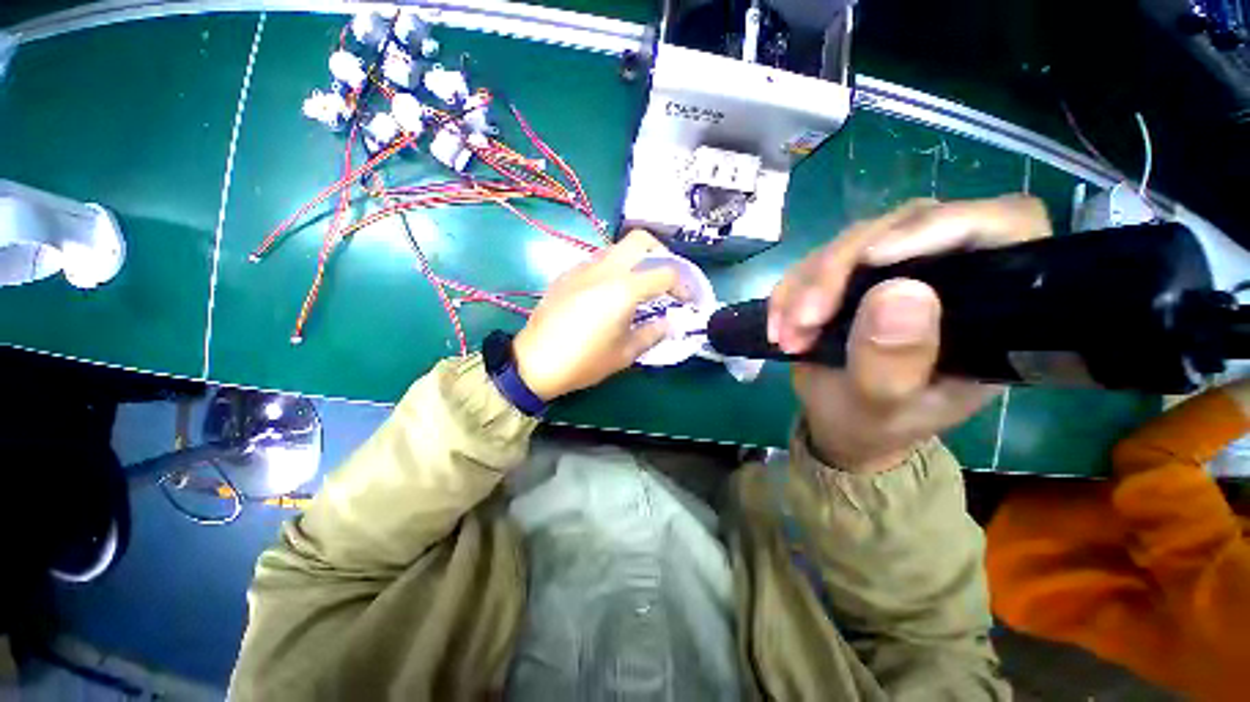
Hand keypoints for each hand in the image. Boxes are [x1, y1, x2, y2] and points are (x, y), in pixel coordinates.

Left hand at [513, 230, 684, 400]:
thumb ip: (653, 333)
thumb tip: (670, 324)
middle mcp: (604, 269)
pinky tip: (609, 293)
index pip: (665, 273)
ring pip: (617, 248)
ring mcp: (582, 268)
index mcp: (623, 289)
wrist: (534, 362)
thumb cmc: (584, 361)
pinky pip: (596, 261)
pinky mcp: (566, 275)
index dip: (684, 284)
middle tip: (665, 279)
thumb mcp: (625, 354)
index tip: (688, 300)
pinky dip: (613, 268)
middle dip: (661, 254)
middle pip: (640, 240)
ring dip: (635, 260)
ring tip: (639, 286)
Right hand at [769, 196, 1051, 472]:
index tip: (875, 257)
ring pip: (854, 240)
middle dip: (841, 268)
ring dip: (807, 284)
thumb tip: (901, 292)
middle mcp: (951, 276)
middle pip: (906, 224)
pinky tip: (779, 323)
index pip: (1000, 228)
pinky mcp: (856, 276)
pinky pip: (817, 260)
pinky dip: (790, 289)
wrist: (839, 424)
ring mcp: (899, 271)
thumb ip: (893, 361)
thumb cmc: (872, 425)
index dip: (944, 226)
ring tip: (788, 334)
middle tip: (804, 319)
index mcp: (992, 310)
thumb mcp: (881, 406)